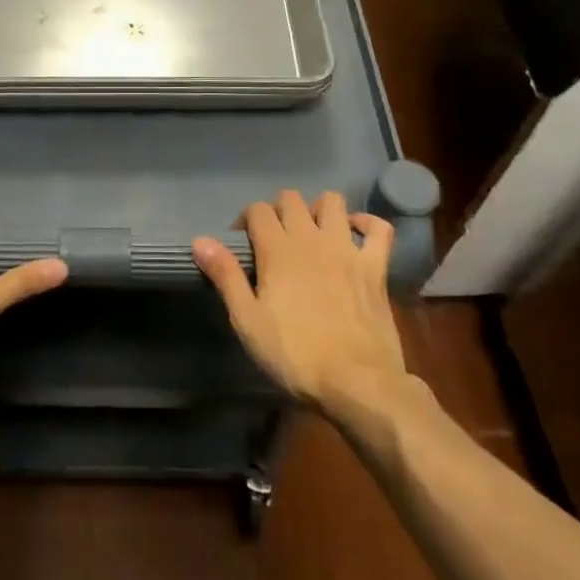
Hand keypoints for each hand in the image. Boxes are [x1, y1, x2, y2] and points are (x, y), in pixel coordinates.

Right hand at [193, 190, 407, 416]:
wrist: (357, 381)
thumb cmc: (295, 354)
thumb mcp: (247, 321)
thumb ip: (225, 276)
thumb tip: (200, 240)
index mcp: (277, 249)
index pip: (257, 210)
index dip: (246, 220)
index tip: (242, 244)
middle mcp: (311, 237)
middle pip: (291, 198)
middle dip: (279, 210)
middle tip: (274, 239)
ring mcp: (347, 248)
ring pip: (333, 201)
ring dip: (319, 209)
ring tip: (313, 232)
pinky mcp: (375, 266)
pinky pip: (379, 229)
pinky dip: (367, 224)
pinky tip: (357, 235)